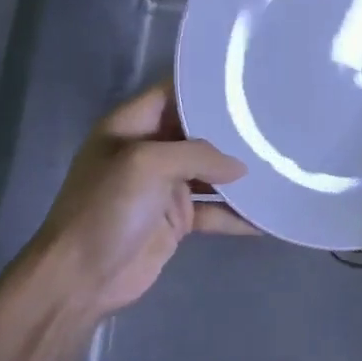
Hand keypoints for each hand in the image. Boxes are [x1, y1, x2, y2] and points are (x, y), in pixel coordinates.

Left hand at [11, 83, 252, 329]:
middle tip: (276, 121)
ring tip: (281, 163)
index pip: (172, 93)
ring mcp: (164, 187)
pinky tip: (268, 214)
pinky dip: (238, 214)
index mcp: (132, 127)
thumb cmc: (106, 209)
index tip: (248, 81)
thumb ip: (198, 155)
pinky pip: (215, 211)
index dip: (205, 86)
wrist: (81, 279)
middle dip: (233, 130)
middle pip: (198, 132)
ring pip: (211, 173)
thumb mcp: (147, 165)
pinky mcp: (176, 220)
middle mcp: (149, 151)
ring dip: (240, 173)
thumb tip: (241, 167)